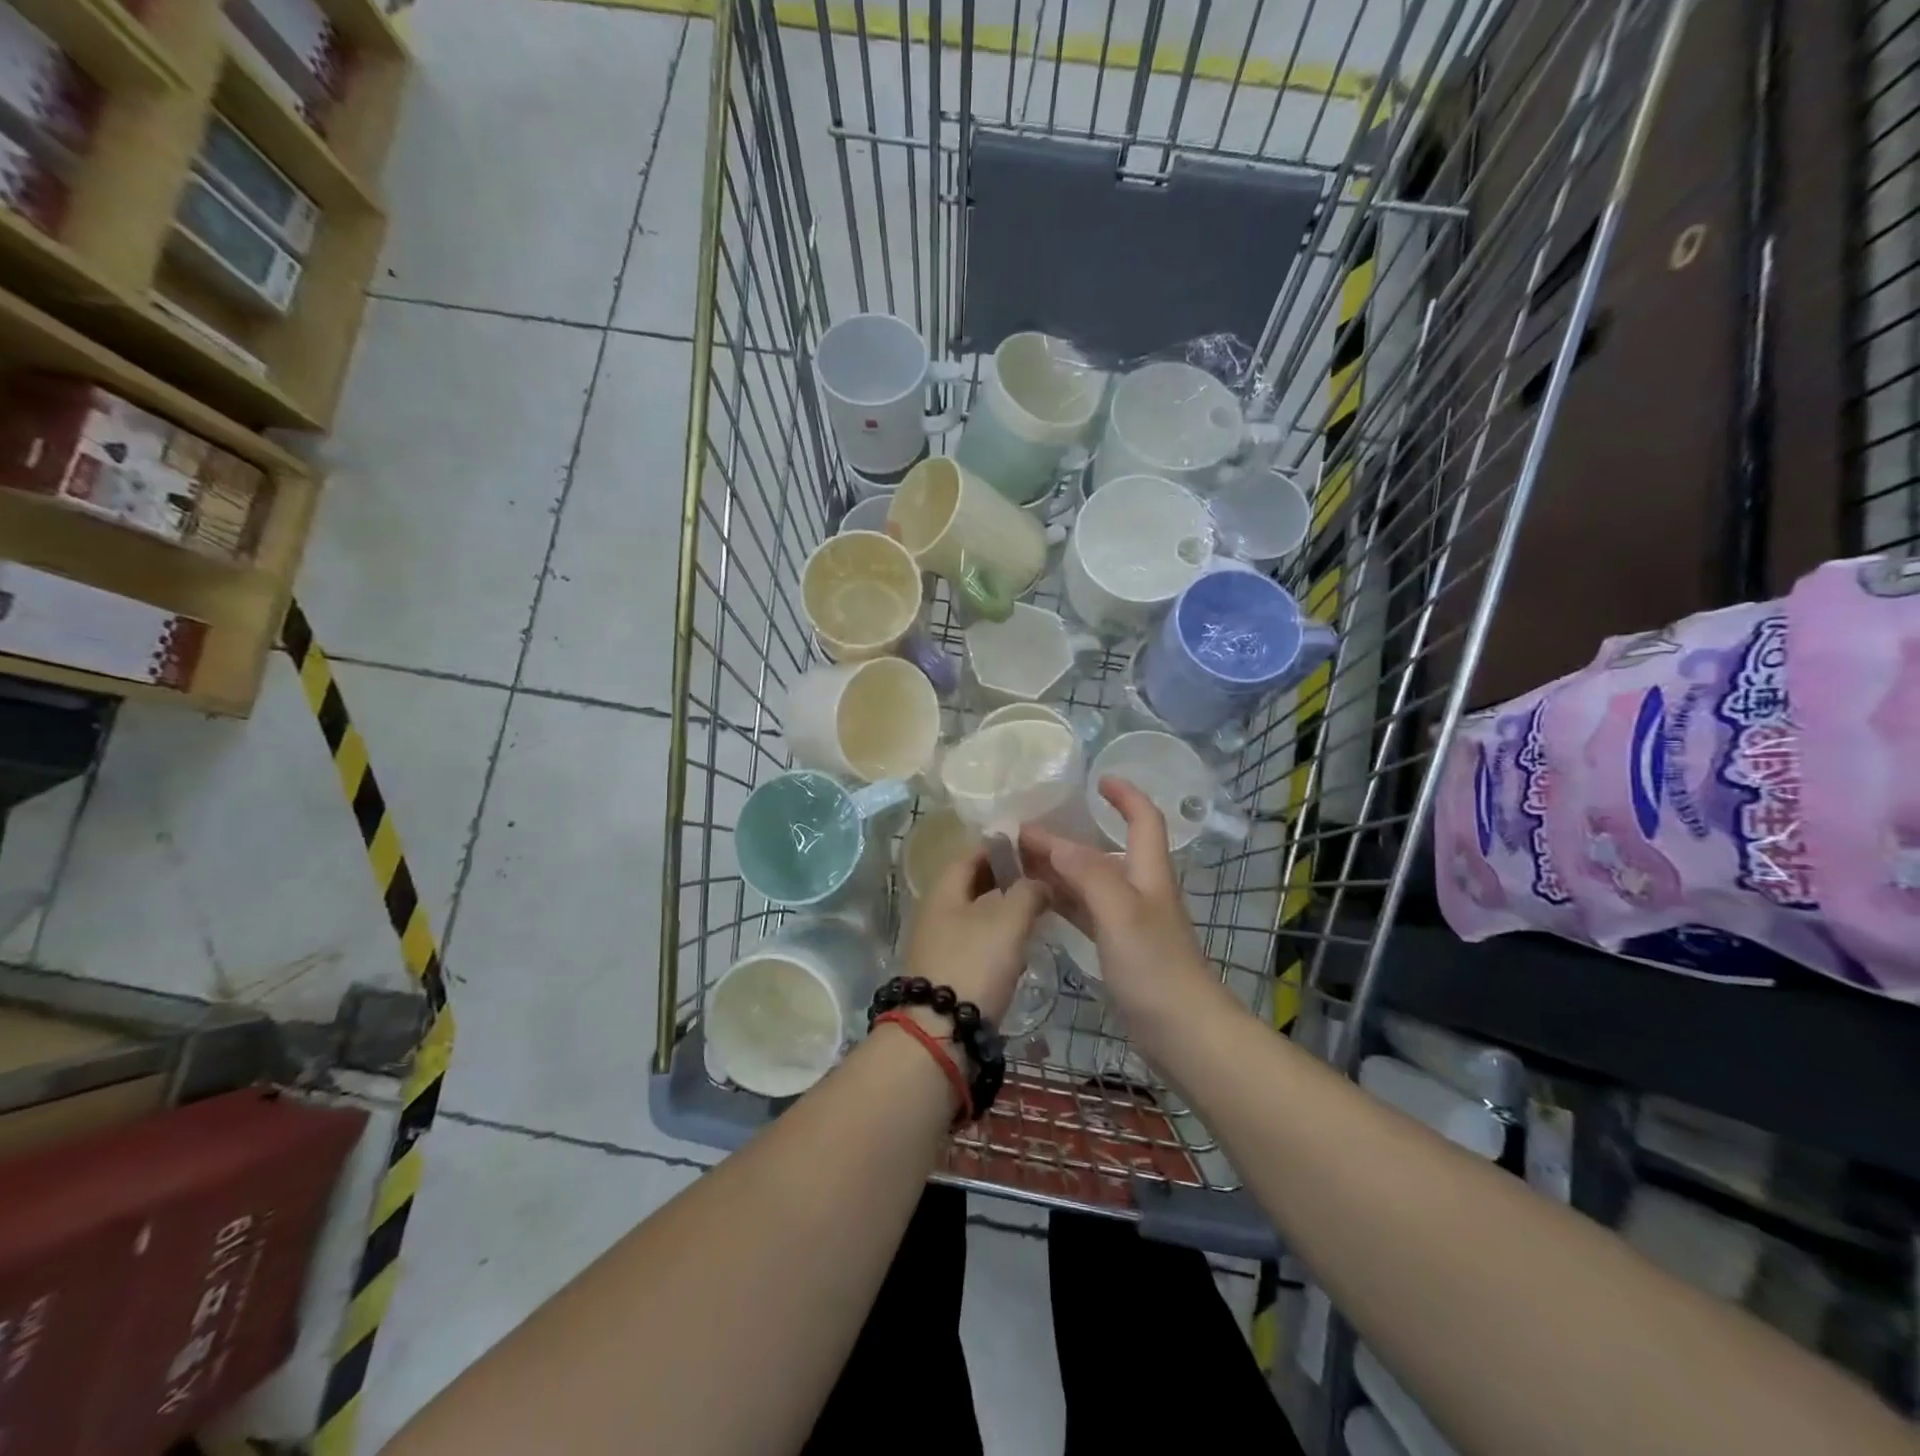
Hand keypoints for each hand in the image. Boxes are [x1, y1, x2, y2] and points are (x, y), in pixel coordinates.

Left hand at [903, 845, 1048, 1023]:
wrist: (940, 1032)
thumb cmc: (974, 964)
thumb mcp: (1008, 921)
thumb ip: (1028, 892)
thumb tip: (1040, 881)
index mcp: (943, 890)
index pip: (971, 854)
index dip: (1001, 847)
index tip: (1032, 848)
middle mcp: (935, 911)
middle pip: (972, 885)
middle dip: (1006, 880)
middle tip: (1041, 880)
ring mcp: (938, 943)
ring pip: (975, 915)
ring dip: (1004, 911)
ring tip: (1038, 912)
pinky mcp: (946, 972)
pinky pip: (975, 943)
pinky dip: (997, 939)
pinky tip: (1020, 948)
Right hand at [1020, 778, 1220, 1040]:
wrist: (1184, 1033)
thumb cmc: (1156, 967)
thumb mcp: (1121, 913)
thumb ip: (1089, 874)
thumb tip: (1053, 841)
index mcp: (1148, 873)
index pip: (1144, 819)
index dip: (1125, 795)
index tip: (1096, 780)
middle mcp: (1139, 890)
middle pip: (1104, 850)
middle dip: (1069, 835)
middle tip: (1024, 829)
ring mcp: (1128, 921)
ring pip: (1089, 881)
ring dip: (1058, 867)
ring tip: (1018, 860)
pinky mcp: (1118, 948)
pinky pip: (1083, 911)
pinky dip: (1061, 899)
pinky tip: (1035, 899)